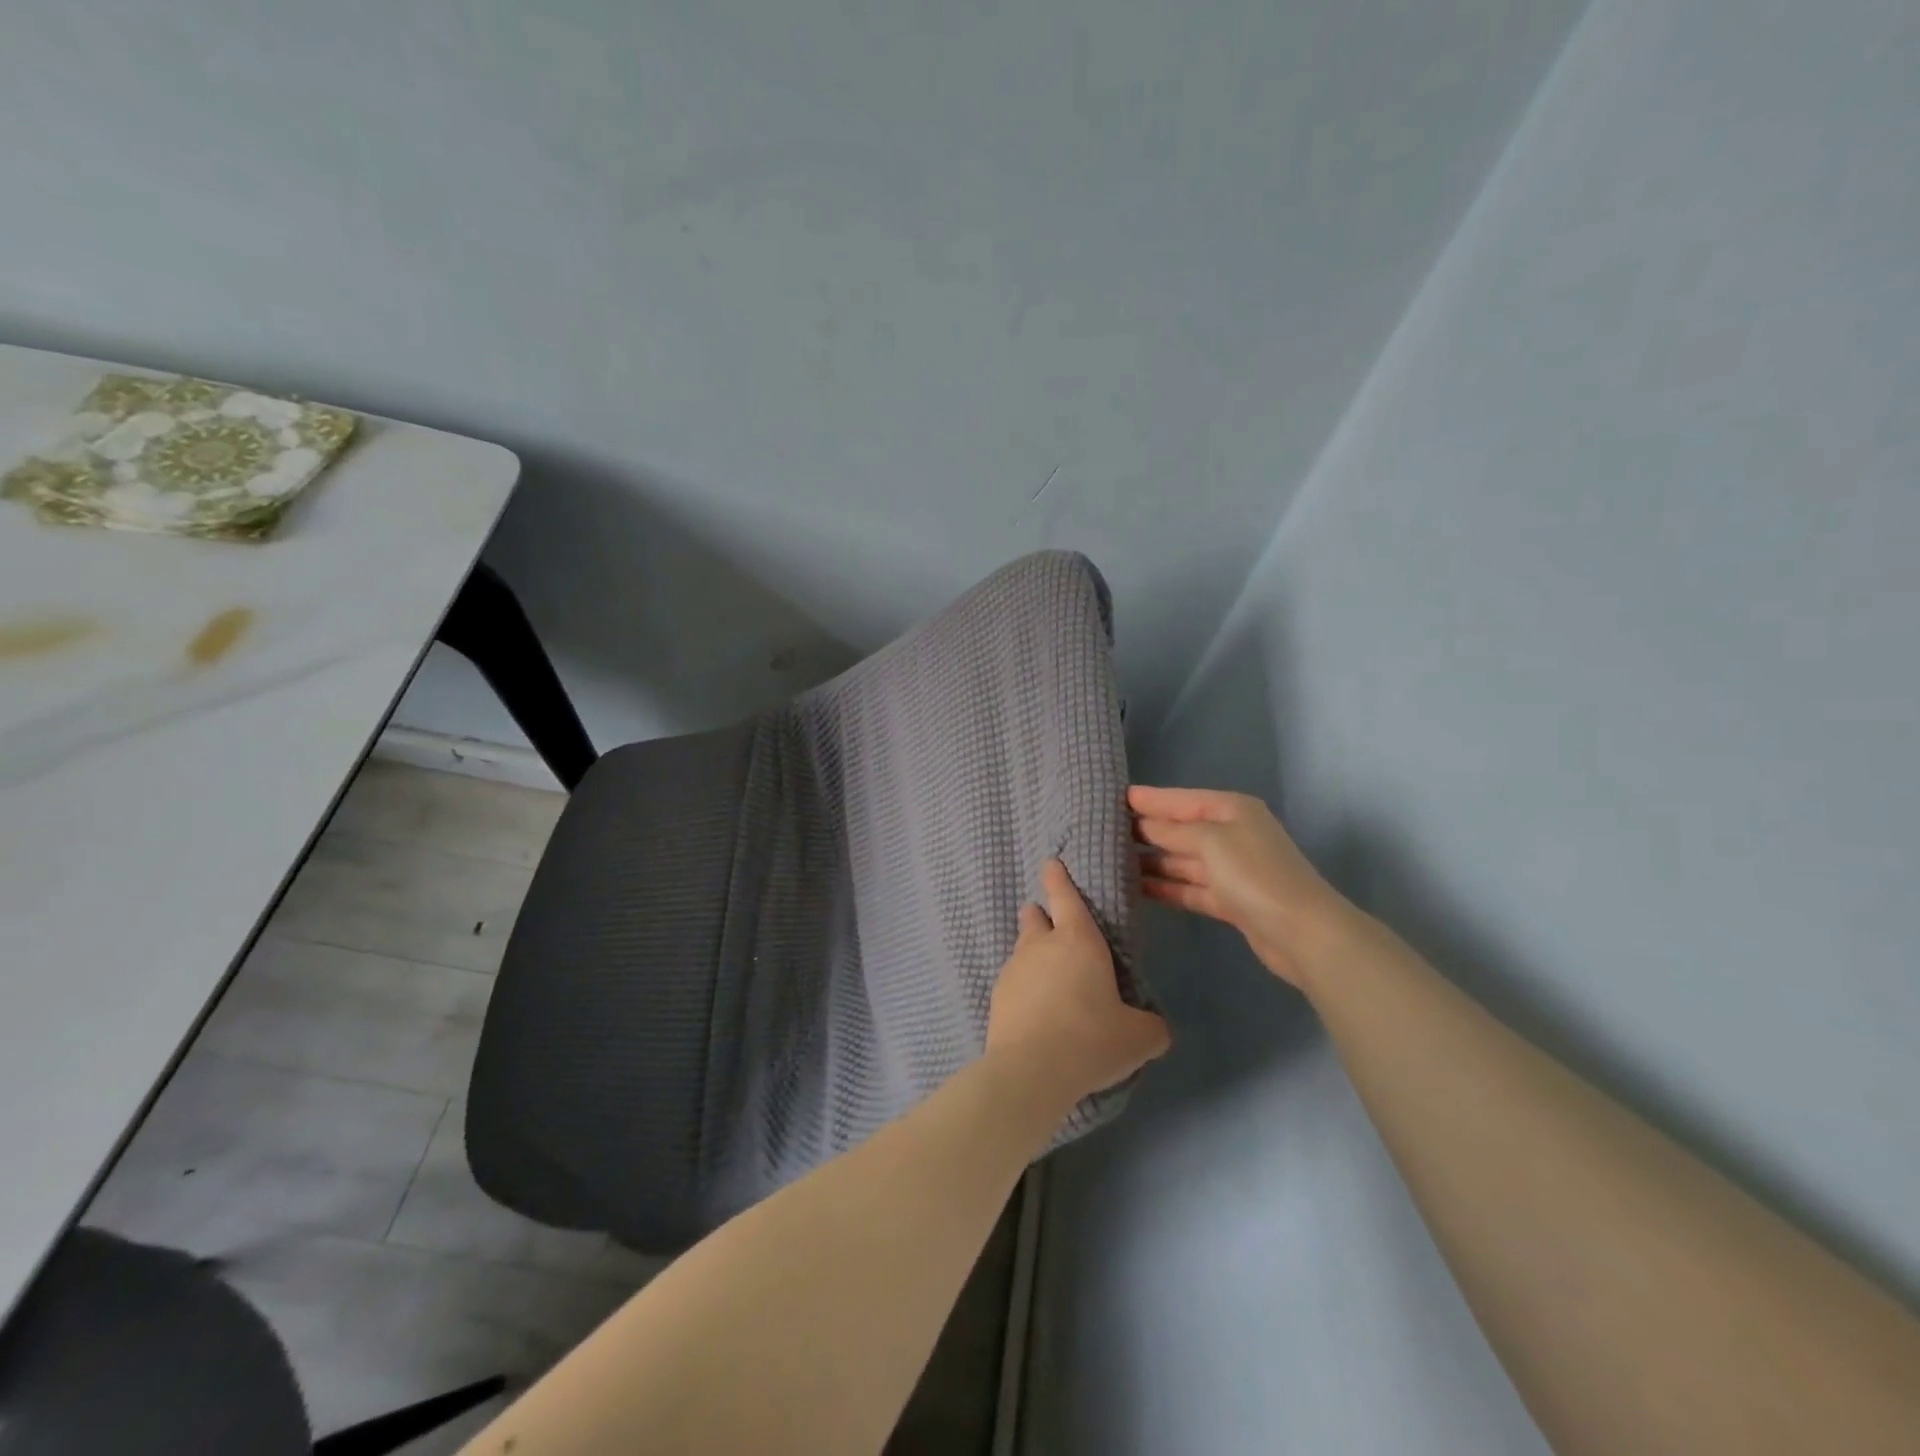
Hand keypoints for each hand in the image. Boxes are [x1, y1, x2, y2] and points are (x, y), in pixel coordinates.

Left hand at [986, 860, 1170, 1106]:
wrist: (1031, 1070)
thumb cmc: (1091, 1039)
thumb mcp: (1138, 1038)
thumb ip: (1151, 1027)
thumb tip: (1155, 1028)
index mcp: (1078, 940)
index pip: (1065, 896)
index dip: (1058, 878)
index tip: (1050, 863)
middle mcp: (1041, 946)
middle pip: (1035, 917)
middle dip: (1040, 914)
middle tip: (1046, 921)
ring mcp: (1014, 969)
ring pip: (1021, 949)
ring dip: (1031, 954)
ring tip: (1045, 975)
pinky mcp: (997, 997)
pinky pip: (1012, 982)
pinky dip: (1023, 988)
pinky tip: (1033, 1010)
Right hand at [1129, 785, 1359, 991]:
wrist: (1302, 932)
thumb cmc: (1255, 874)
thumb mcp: (1210, 841)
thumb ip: (1172, 831)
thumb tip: (1142, 824)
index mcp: (1231, 810)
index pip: (1181, 799)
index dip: (1149, 799)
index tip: (1111, 798)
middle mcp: (1231, 834)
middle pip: (1180, 829)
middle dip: (1145, 831)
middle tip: (1101, 832)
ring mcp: (1230, 869)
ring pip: (1181, 860)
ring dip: (1150, 861)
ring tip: (1110, 861)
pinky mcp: (1229, 901)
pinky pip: (1189, 888)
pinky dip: (1165, 887)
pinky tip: (1134, 889)